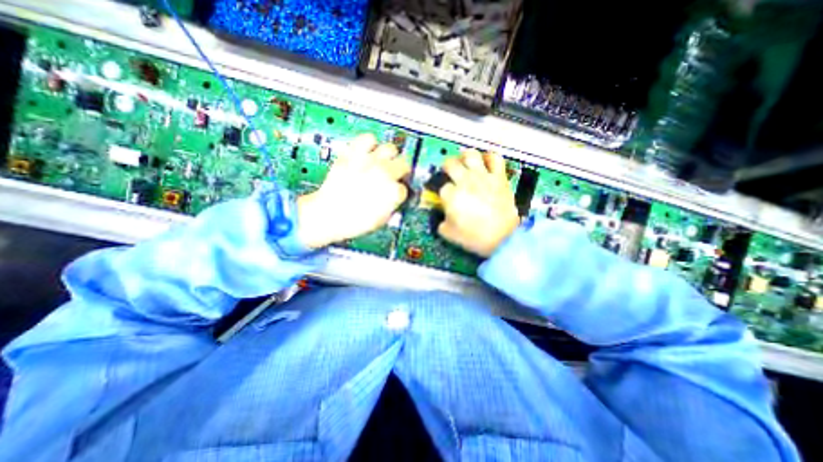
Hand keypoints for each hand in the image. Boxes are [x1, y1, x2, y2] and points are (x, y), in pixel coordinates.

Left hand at [298, 133, 409, 247]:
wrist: (328, 214)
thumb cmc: (353, 221)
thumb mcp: (381, 220)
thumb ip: (393, 206)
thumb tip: (395, 198)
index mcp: (393, 192)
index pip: (404, 187)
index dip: (399, 191)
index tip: (395, 193)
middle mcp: (384, 174)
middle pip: (404, 164)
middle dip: (401, 171)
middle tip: (395, 175)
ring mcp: (369, 162)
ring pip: (390, 148)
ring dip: (389, 156)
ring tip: (383, 162)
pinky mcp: (354, 154)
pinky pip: (367, 138)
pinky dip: (370, 143)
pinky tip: (368, 152)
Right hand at [441, 150, 515, 256]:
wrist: (502, 238)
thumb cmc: (474, 237)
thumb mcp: (448, 234)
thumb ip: (440, 222)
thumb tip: (442, 215)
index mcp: (451, 195)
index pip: (442, 187)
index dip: (442, 192)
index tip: (445, 197)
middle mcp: (465, 181)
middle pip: (450, 164)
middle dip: (446, 167)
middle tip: (448, 171)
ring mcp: (483, 177)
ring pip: (470, 155)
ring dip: (464, 156)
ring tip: (464, 161)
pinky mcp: (499, 177)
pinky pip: (495, 159)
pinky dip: (489, 158)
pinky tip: (485, 162)